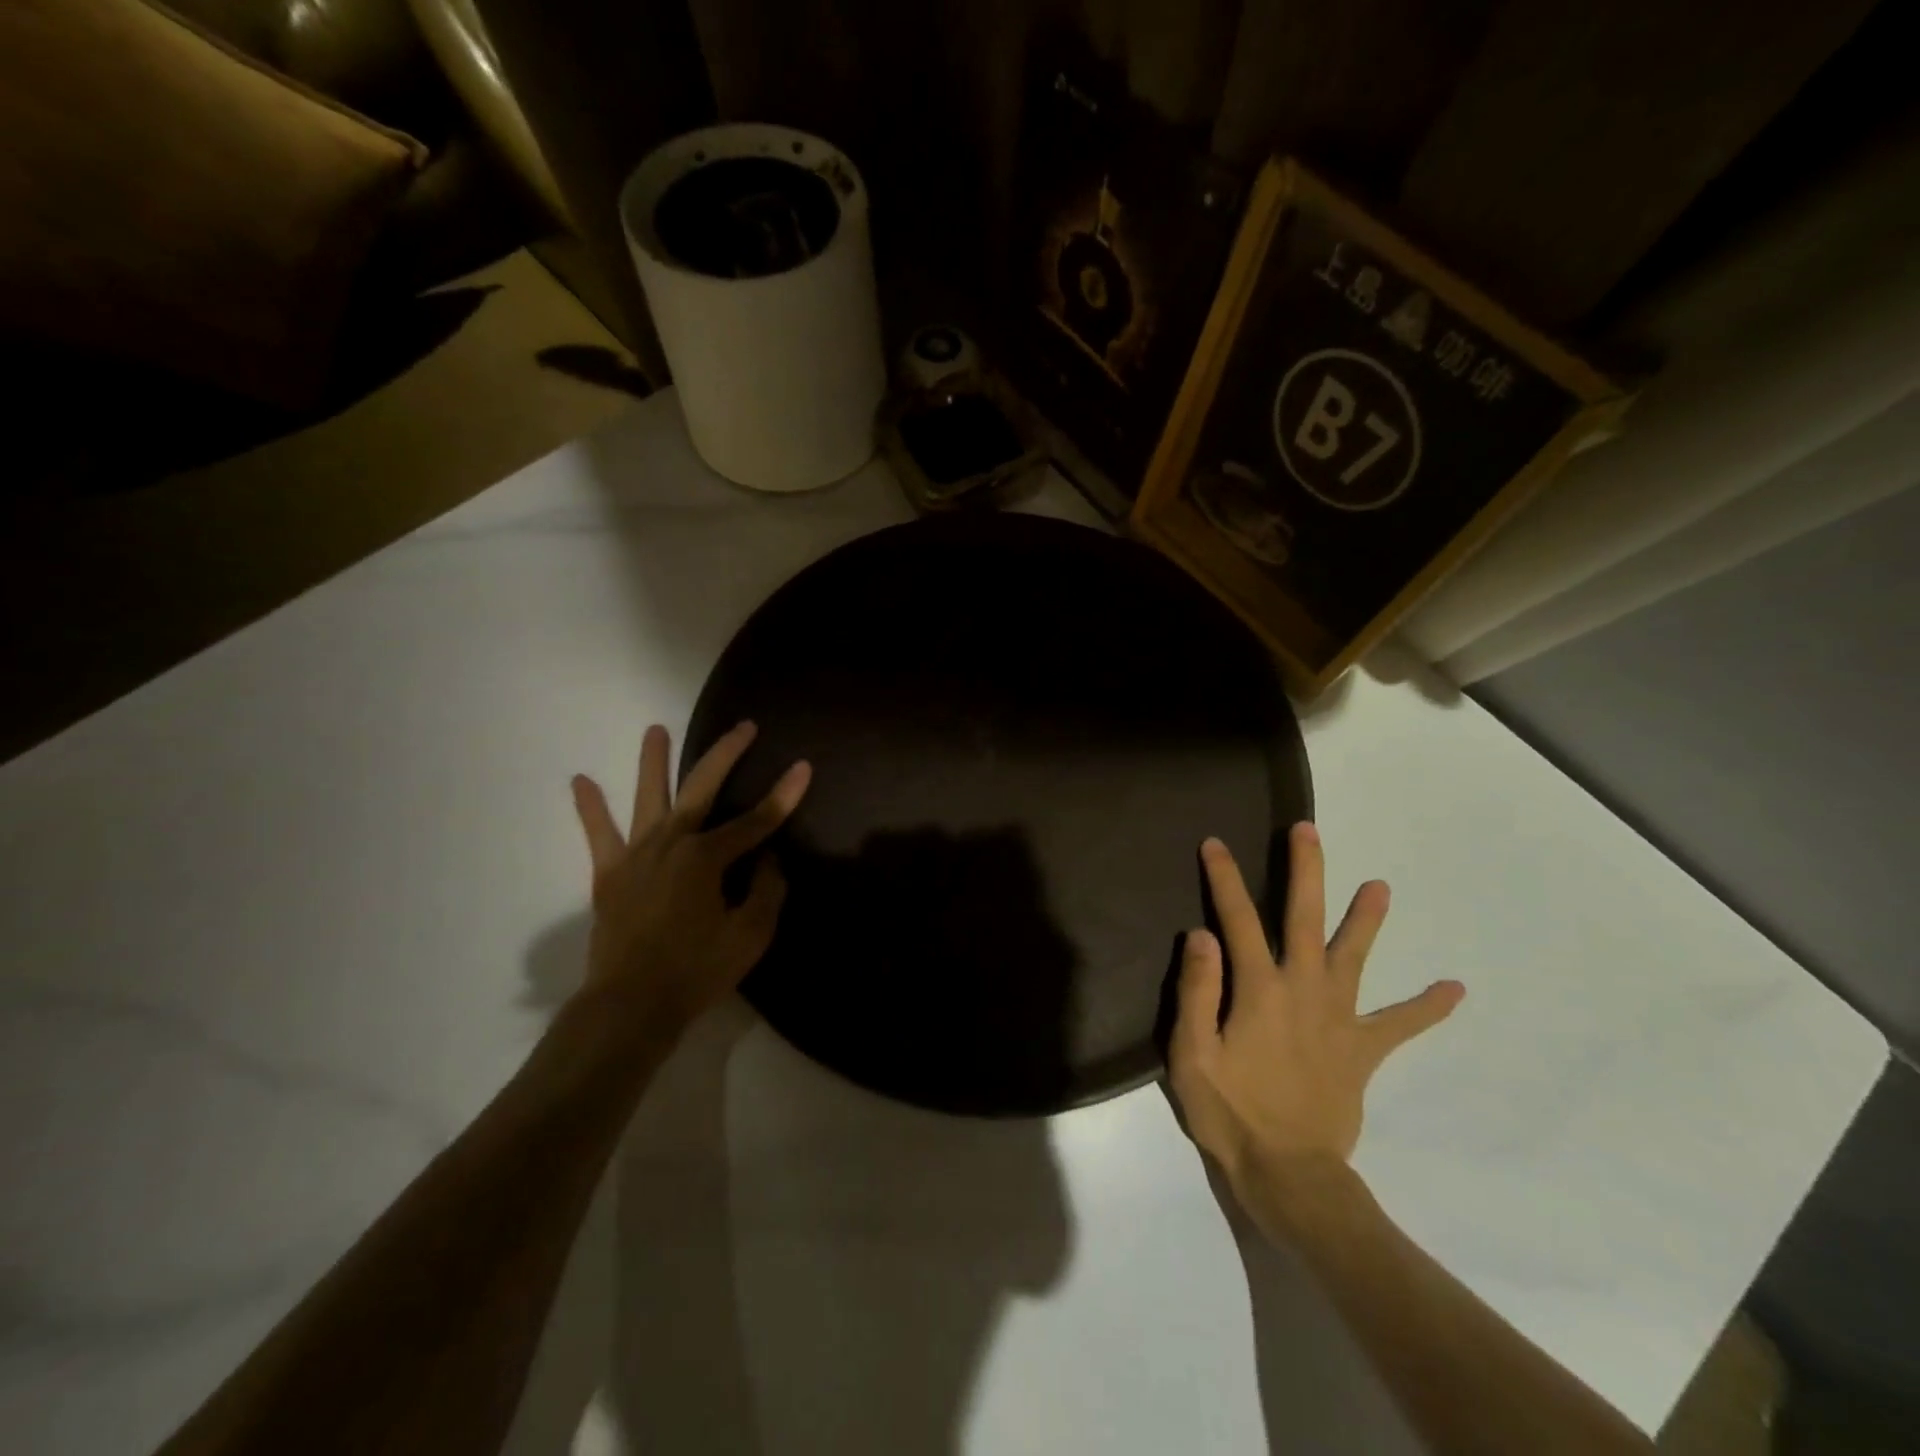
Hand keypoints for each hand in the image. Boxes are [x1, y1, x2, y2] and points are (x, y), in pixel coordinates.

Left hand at [570, 721, 809, 1036]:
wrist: (630, 1005)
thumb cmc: (697, 971)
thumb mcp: (751, 935)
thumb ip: (766, 890)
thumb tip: (768, 860)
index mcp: (707, 857)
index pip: (757, 821)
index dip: (784, 795)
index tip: (804, 767)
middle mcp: (672, 842)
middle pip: (702, 788)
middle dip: (727, 754)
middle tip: (745, 727)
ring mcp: (637, 854)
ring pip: (647, 797)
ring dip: (652, 761)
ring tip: (655, 729)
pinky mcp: (609, 873)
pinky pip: (598, 834)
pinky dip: (589, 808)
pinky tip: (580, 781)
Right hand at [1168, 824, 1462, 1190]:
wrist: (1289, 1175)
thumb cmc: (1230, 1112)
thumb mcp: (1192, 1056)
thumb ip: (1199, 993)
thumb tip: (1203, 935)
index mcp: (1259, 990)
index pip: (1238, 920)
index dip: (1226, 879)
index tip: (1215, 843)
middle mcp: (1304, 991)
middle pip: (1305, 919)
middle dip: (1306, 871)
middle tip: (1308, 830)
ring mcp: (1339, 1019)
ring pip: (1354, 958)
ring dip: (1367, 921)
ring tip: (1382, 887)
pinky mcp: (1362, 1050)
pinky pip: (1398, 1026)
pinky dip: (1425, 1009)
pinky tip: (1453, 989)